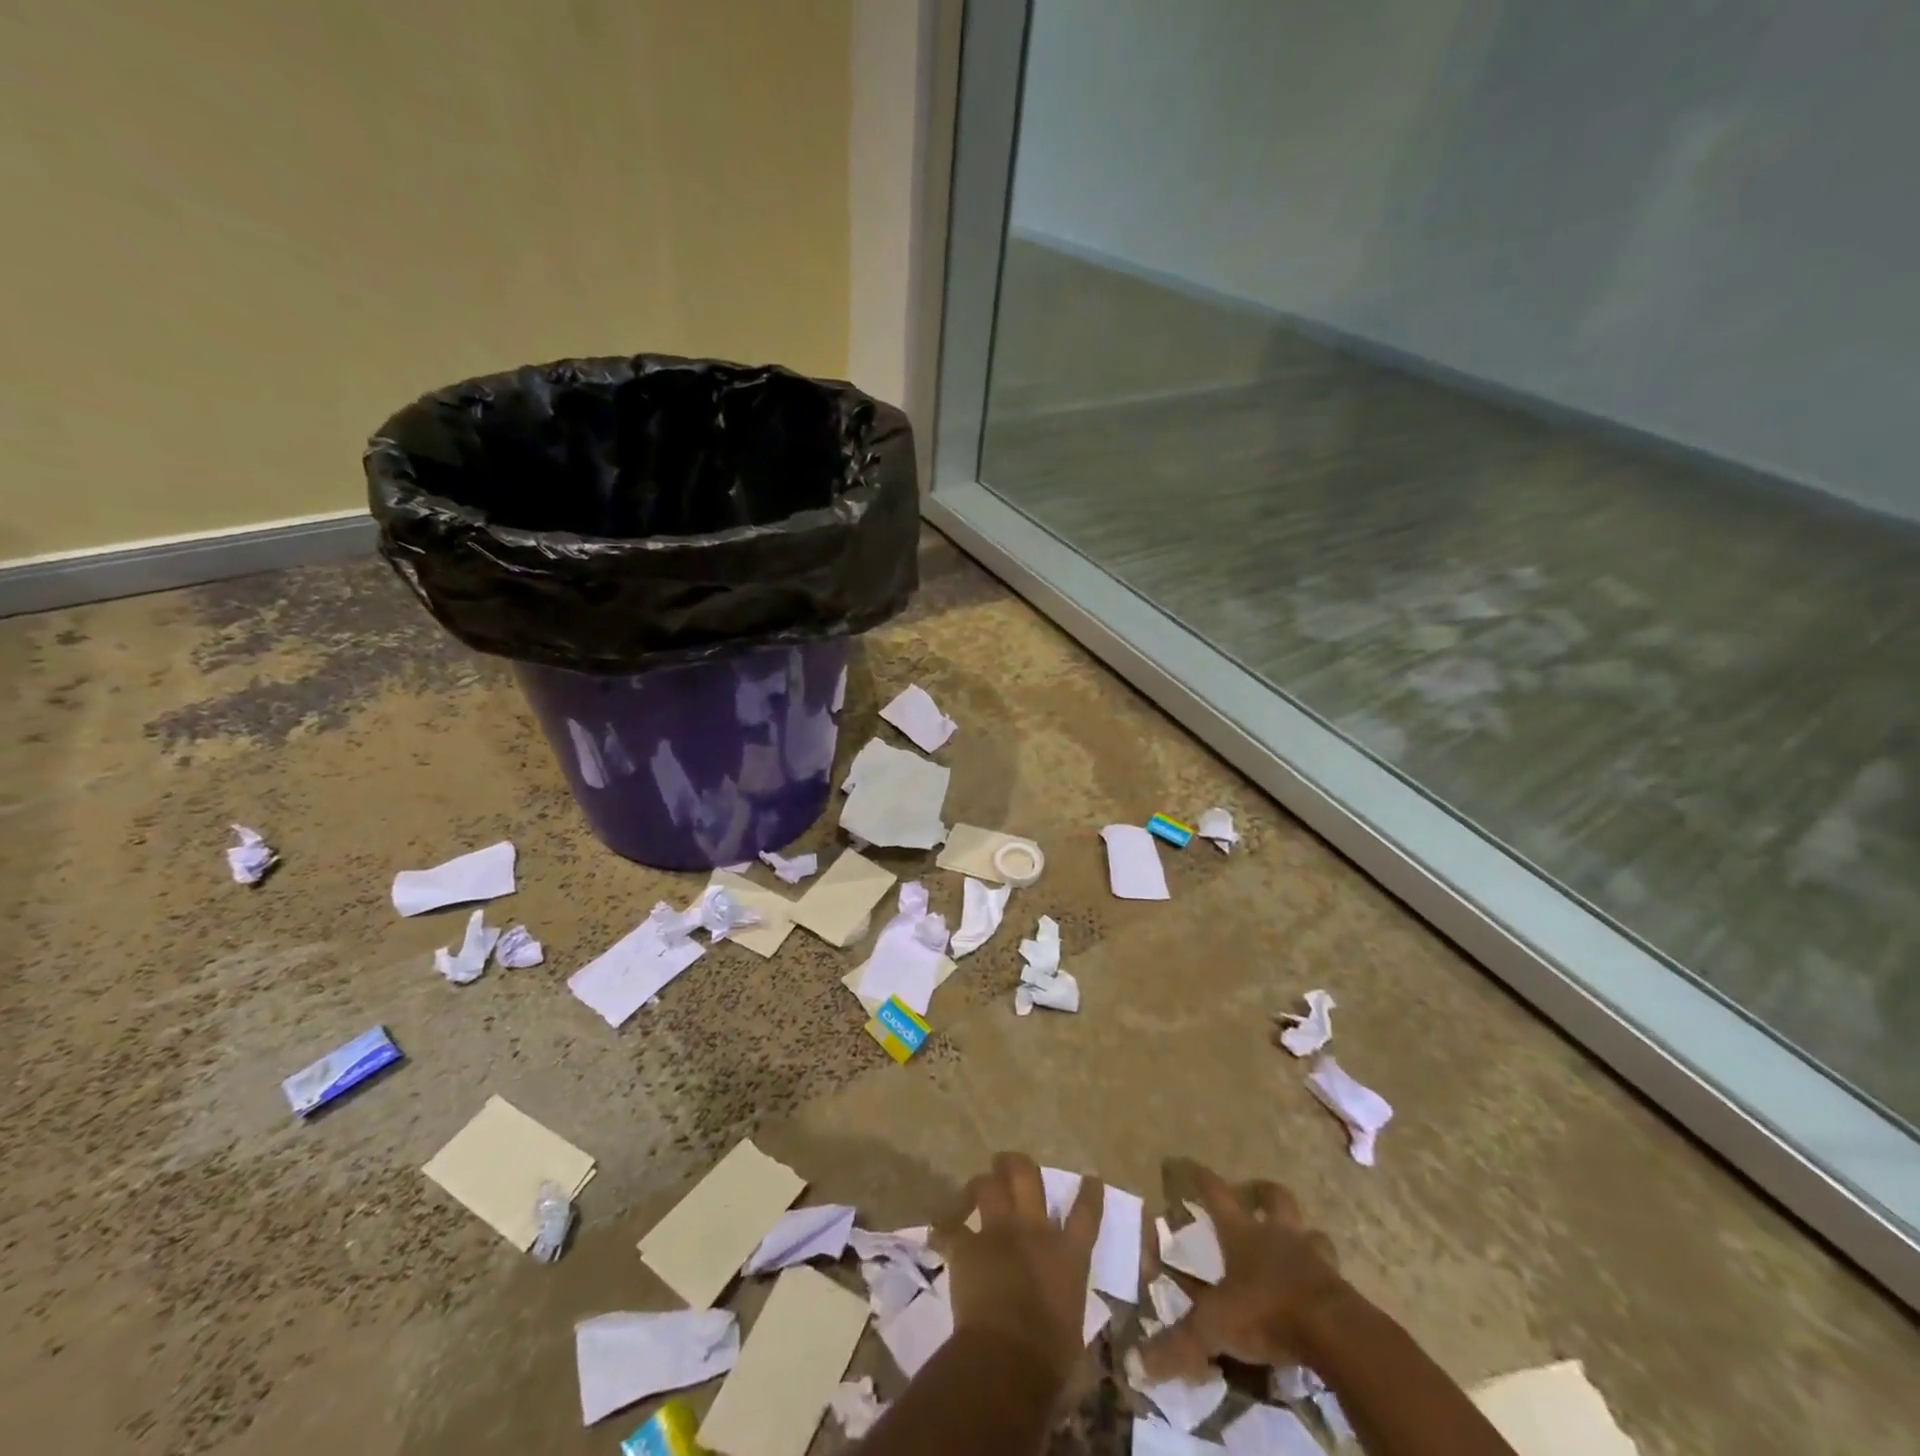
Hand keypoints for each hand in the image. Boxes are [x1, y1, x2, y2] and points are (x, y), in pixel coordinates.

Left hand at [932, 1152, 1102, 1396]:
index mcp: (1068, 1256)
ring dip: (982, 1183)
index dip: (1089, 1193)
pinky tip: (940, 1230)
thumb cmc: (1051, 1360)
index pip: (1085, 1214)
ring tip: (977, 1187)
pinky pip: (951, 1228)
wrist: (1008, 1361)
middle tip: (1010, 1163)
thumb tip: (1064, 1320)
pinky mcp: (967, 1247)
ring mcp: (998, 1233)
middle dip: (1017, 1164)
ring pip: (988, 1186)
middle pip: (1027, 1176)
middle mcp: (1034, 1232)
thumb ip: (1067, 1308)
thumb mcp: (1073, 1330)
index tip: (1090, 1180)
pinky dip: (945, 1228)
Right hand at [1138, 1160, 1347, 1380]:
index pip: (1215, 1192)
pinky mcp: (1341, 1288)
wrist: (1336, 1334)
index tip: (1185, 1163)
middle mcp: (1278, 1235)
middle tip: (1252, 1195)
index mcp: (1242, 1233)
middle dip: (1260, 1192)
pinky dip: (1325, 1277)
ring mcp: (1314, 1258)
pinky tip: (1319, 1292)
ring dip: (1302, 1234)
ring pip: (1311, 1232)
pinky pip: (1334, 1273)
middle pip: (1273, 1197)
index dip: (1198, 1176)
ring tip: (1295, 1245)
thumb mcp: (1215, 1329)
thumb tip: (1136, 1366)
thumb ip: (1178, 1346)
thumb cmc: (1268, 1313)